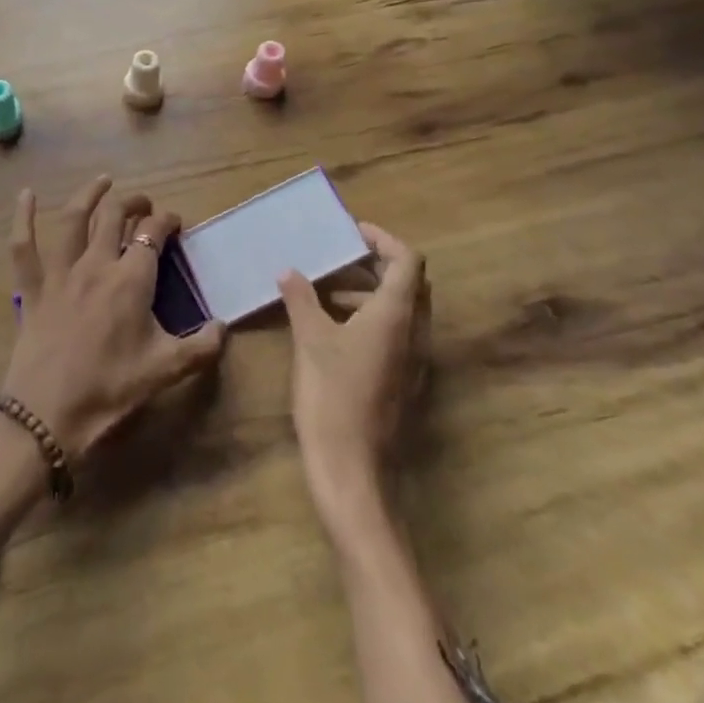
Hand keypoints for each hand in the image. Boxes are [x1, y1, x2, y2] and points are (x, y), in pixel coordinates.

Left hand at [0, 175, 226, 463]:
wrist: (48, 415)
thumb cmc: (110, 390)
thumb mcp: (165, 371)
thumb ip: (201, 348)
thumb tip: (224, 328)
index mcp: (131, 280)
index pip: (153, 234)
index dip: (166, 221)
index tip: (175, 223)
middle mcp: (97, 264)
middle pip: (115, 216)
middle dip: (133, 203)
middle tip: (144, 204)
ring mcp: (60, 273)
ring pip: (74, 219)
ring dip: (90, 194)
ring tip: (103, 181)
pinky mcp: (33, 287)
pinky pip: (23, 246)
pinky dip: (22, 217)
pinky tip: (25, 194)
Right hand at [278, 223, 430, 527]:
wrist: (352, 470)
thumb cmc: (332, 397)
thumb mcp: (310, 341)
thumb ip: (301, 299)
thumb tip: (288, 271)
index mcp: (396, 316)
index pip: (407, 260)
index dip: (382, 239)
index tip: (351, 232)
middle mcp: (415, 333)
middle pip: (408, 283)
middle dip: (375, 264)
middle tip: (337, 257)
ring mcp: (414, 361)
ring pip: (401, 310)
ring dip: (368, 293)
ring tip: (324, 293)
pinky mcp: (404, 382)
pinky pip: (395, 335)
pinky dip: (369, 319)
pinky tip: (333, 331)